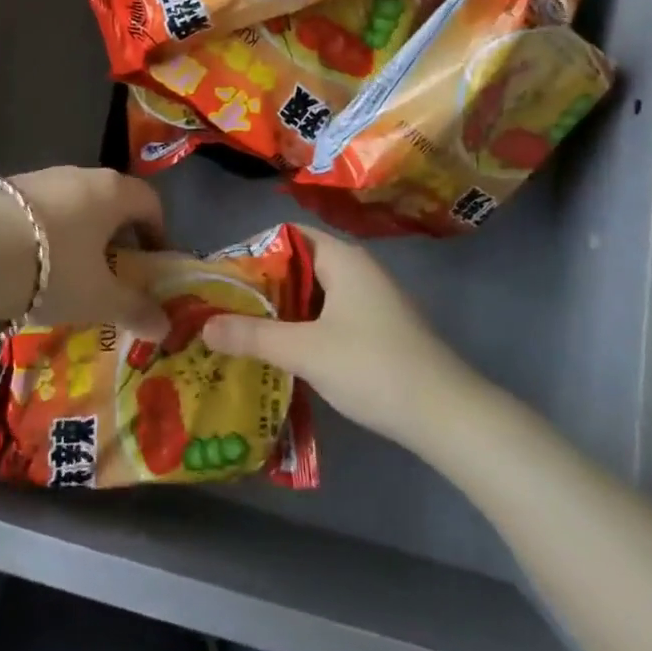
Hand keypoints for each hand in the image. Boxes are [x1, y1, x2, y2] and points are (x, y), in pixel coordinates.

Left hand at [5, 167, 169, 338]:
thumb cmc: (54, 269)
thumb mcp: (99, 298)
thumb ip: (134, 308)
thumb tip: (164, 326)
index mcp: (113, 191)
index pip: (150, 201)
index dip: (158, 232)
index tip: (152, 264)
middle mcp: (81, 174)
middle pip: (112, 200)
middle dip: (116, 234)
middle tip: (112, 273)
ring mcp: (42, 176)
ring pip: (74, 203)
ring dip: (80, 232)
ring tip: (69, 272)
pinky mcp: (8, 187)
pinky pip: (41, 208)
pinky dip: (47, 231)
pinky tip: (31, 263)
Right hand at [201, 226, 469, 446]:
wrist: (448, 415)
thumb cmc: (373, 367)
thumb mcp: (306, 351)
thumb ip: (253, 336)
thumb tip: (204, 325)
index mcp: (342, 258)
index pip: (288, 235)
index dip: (255, 252)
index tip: (226, 278)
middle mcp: (358, 269)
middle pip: (300, 264)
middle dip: (265, 285)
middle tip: (230, 308)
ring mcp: (373, 299)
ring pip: (317, 293)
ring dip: (286, 310)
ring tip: (250, 332)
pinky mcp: (381, 328)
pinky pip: (333, 314)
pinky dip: (308, 326)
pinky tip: (290, 354)